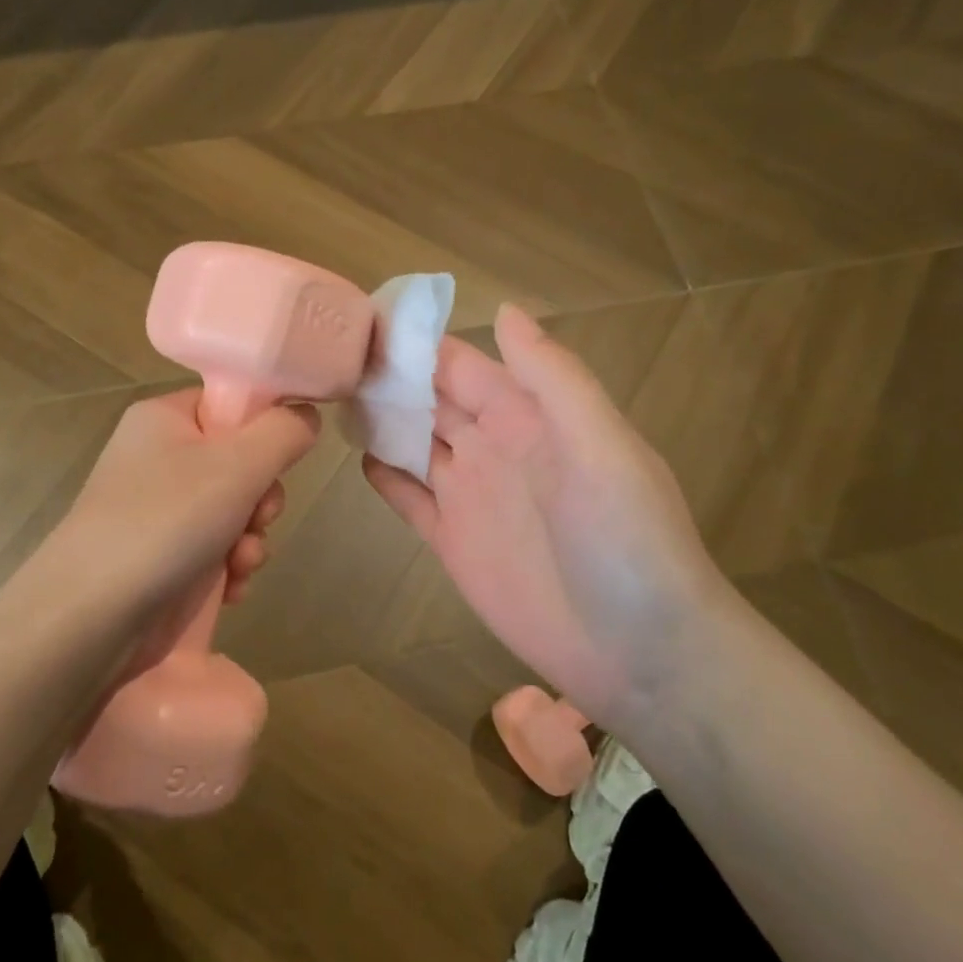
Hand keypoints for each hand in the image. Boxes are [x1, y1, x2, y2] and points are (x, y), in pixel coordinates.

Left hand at [59, 389, 319, 622]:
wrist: (91, 618)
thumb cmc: (165, 522)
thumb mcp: (237, 466)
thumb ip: (283, 433)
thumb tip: (307, 415)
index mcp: (164, 419)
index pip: (230, 404)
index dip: (264, 430)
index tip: (280, 461)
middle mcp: (159, 458)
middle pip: (240, 461)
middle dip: (261, 497)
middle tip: (259, 517)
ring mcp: (159, 509)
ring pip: (234, 509)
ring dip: (251, 537)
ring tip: (241, 562)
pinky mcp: (162, 555)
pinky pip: (215, 547)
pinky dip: (230, 566)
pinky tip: (231, 588)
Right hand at [364, 305, 734, 723]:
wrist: (641, 652)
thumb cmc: (628, 542)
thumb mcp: (601, 448)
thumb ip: (554, 380)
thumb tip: (503, 309)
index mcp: (527, 417)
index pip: (460, 364)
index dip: (414, 343)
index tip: (358, 321)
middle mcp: (493, 447)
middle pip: (428, 399)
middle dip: (384, 377)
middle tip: (321, 356)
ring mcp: (470, 496)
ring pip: (412, 443)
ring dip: (378, 420)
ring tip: (327, 397)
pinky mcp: (453, 543)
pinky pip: (410, 499)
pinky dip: (386, 477)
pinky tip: (358, 458)